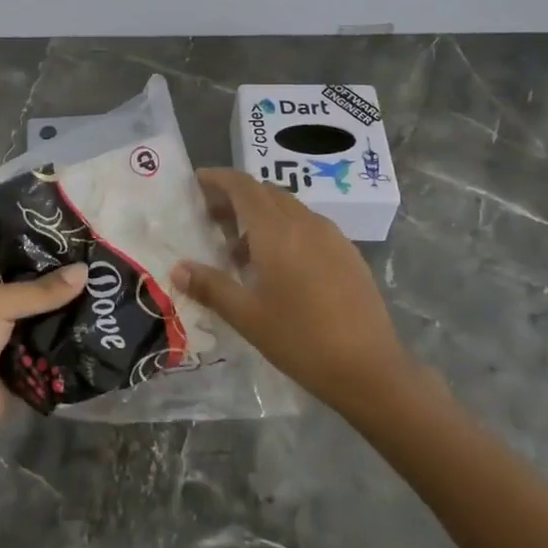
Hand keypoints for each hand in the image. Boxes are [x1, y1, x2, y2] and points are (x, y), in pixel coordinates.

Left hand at [0, 264, 87, 445]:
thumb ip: (42, 290)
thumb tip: (85, 270)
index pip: (8, 256)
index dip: (38, 249)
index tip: (74, 240)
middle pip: (29, 287)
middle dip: (58, 281)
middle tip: (96, 268)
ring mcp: (3, 335)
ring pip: (41, 316)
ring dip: (65, 310)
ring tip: (104, 291)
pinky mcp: (19, 362)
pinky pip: (47, 344)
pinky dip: (65, 339)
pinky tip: (96, 325)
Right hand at [172, 168, 440, 420]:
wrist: (370, 369)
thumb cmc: (300, 339)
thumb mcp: (247, 316)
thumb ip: (210, 286)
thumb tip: (178, 268)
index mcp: (277, 231)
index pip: (243, 186)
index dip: (218, 179)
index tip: (197, 183)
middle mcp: (305, 223)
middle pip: (266, 193)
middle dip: (236, 198)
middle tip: (211, 220)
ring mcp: (332, 237)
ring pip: (289, 210)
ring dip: (261, 217)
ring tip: (240, 252)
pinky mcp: (348, 254)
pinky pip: (309, 227)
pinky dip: (285, 232)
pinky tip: (279, 269)